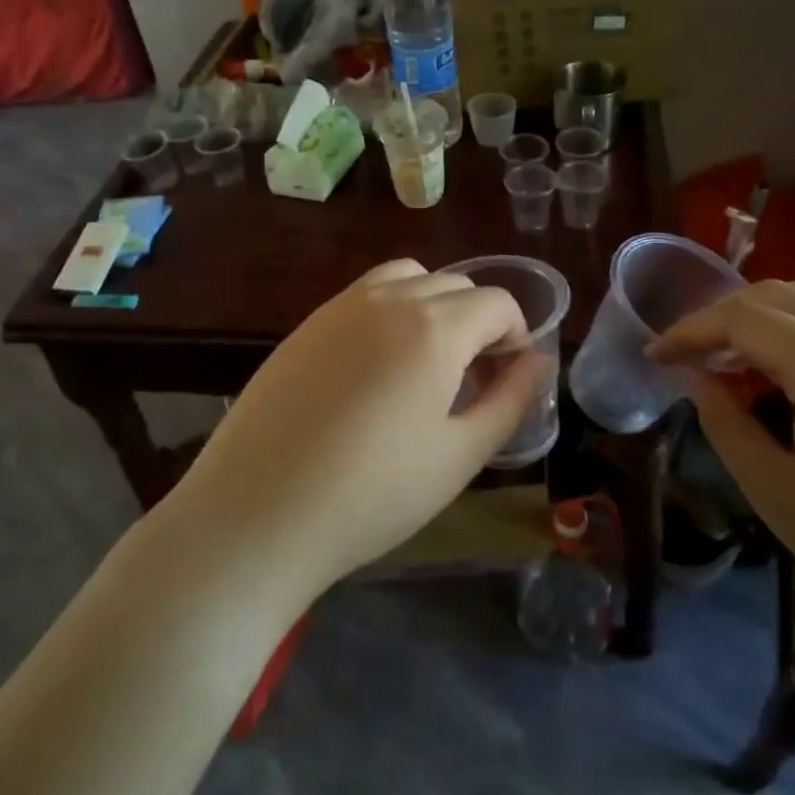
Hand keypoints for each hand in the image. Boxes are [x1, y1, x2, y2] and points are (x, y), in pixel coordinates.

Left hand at [168, 259, 546, 598]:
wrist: (257, 514)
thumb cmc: (373, 495)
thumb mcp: (460, 455)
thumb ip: (510, 401)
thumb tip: (538, 360)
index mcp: (433, 327)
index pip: (496, 302)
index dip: (516, 334)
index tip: (509, 376)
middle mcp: (387, 300)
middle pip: (454, 284)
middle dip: (479, 320)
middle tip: (474, 376)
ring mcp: (339, 307)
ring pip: (406, 279)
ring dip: (433, 304)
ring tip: (428, 360)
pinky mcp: (305, 325)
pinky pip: (364, 296)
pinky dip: (390, 311)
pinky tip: (376, 369)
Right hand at [649, 277, 794, 668]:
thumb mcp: (776, 493)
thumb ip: (725, 422)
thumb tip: (695, 377)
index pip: (743, 318)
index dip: (689, 330)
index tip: (653, 355)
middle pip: (777, 295)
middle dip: (721, 316)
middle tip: (688, 356)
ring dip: (764, 309)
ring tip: (735, 351)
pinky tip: (791, 362)